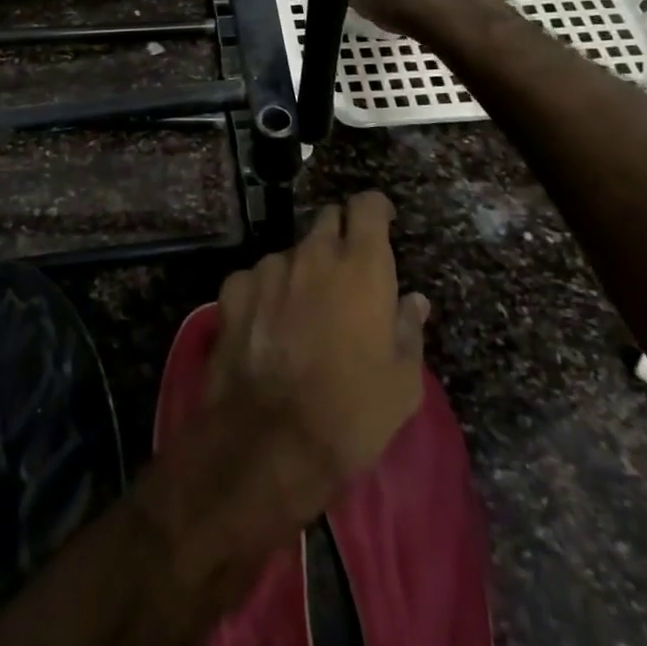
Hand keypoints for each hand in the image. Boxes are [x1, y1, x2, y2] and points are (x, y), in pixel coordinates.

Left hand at [206, 191, 429, 527]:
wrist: (271, 439)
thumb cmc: (352, 412)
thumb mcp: (402, 382)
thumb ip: (408, 329)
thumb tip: (413, 301)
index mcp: (360, 267)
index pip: (367, 206)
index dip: (376, 209)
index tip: (382, 222)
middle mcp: (312, 254)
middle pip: (327, 221)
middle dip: (339, 238)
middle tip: (346, 276)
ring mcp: (268, 268)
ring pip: (291, 254)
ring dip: (301, 272)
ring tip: (303, 315)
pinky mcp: (234, 287)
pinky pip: (257, 277)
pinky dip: (266, 292)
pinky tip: (267, 328)